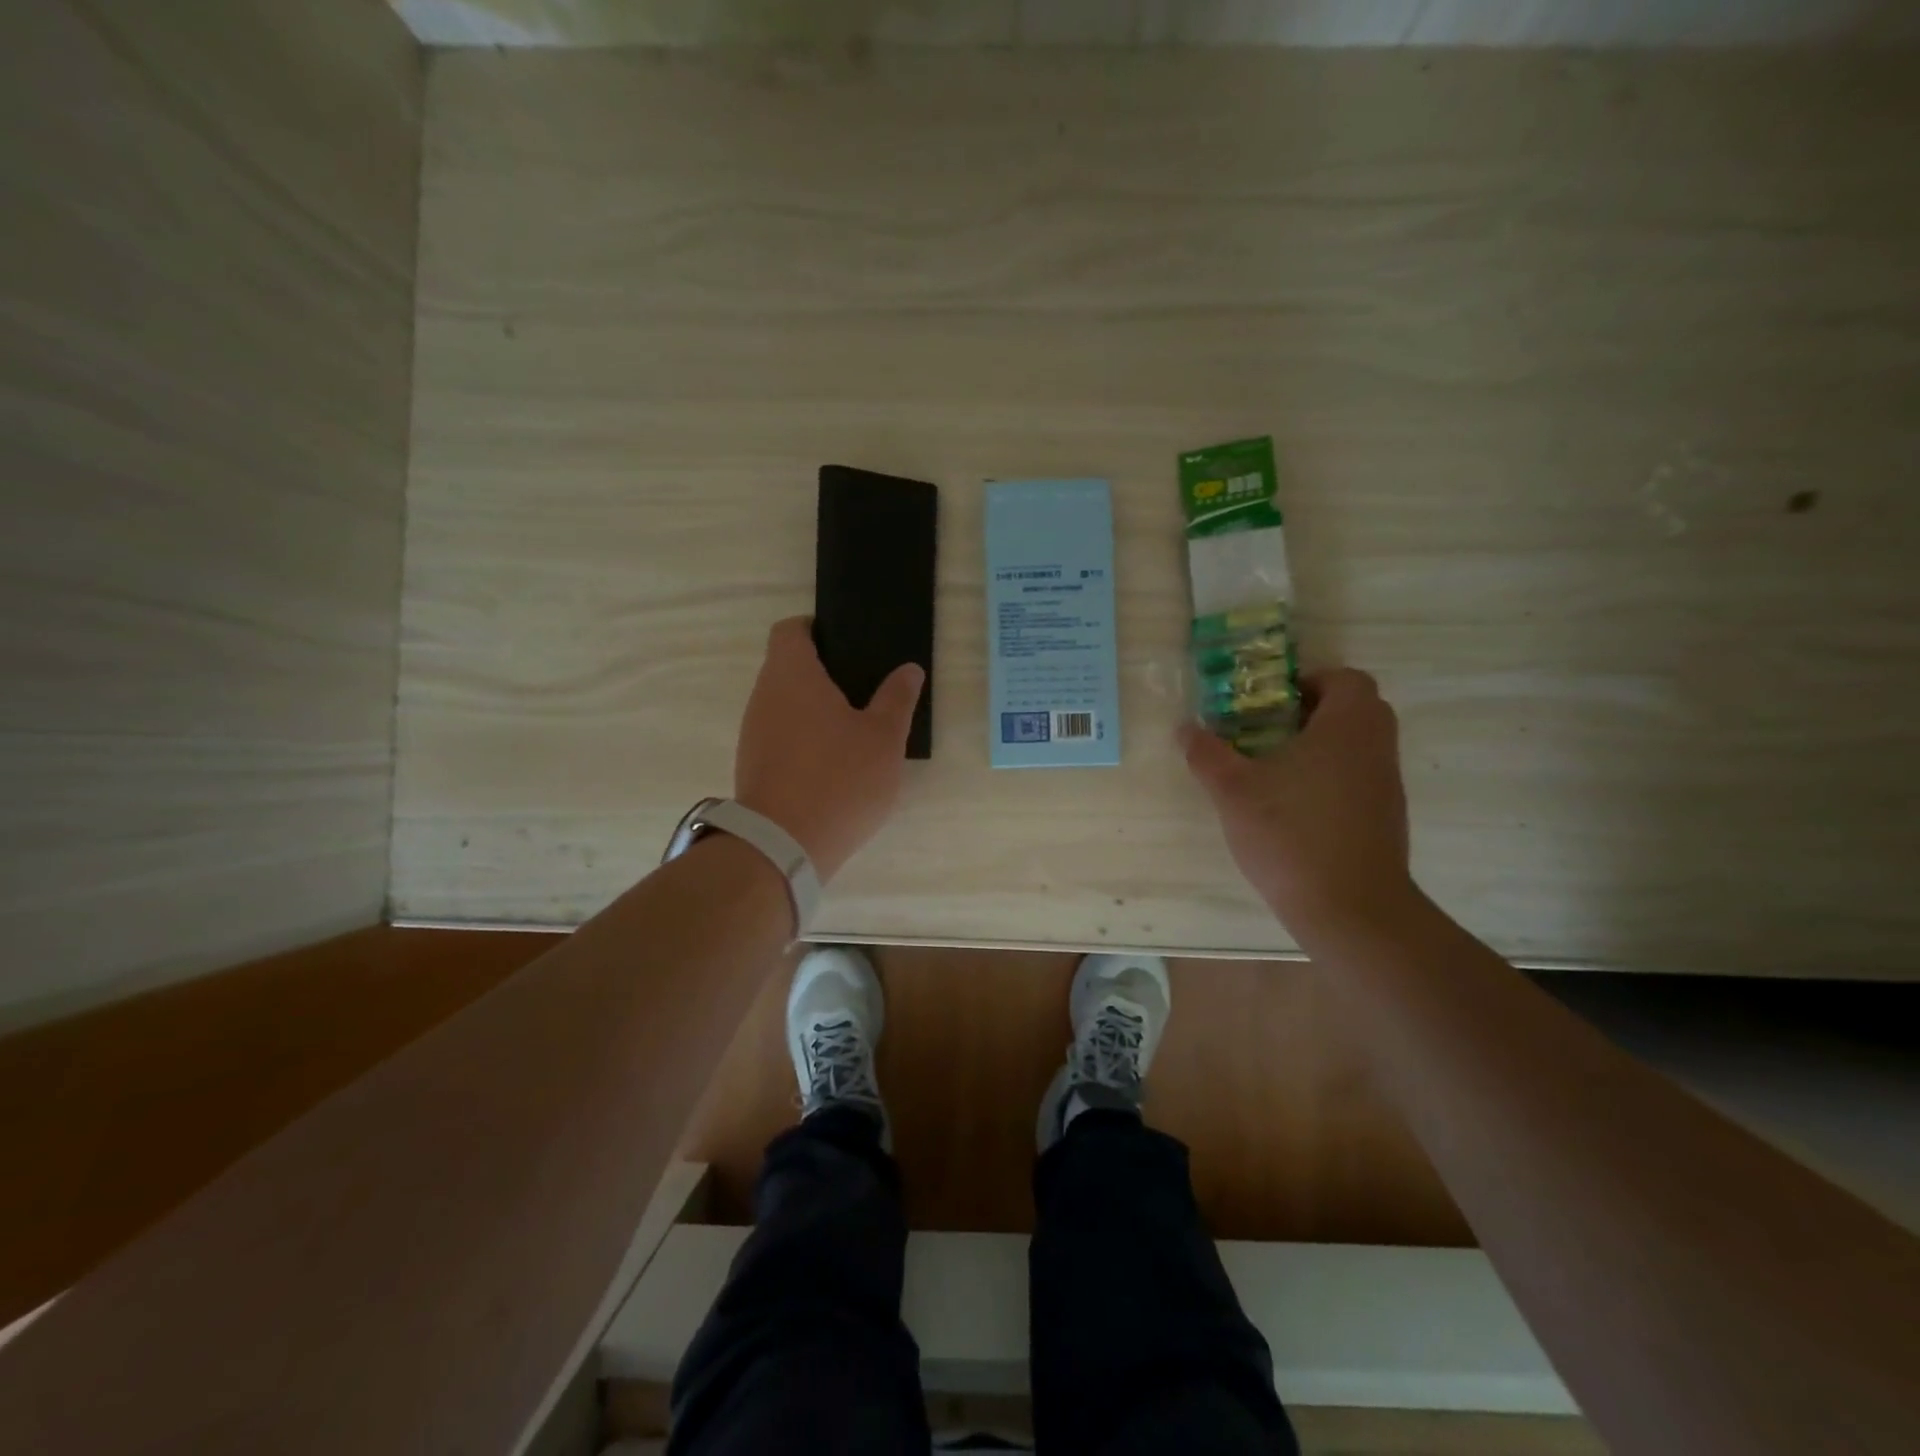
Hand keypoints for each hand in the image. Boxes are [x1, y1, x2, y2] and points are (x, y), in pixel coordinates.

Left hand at [734, 617, 924, 881]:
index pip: (790, 629)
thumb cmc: (839, 779)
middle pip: (787, 666)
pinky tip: (832, 762)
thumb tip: (908, 669)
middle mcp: (764, 695)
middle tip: (865, 689)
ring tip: (853, 728)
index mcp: (792, 675)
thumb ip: (897, 698)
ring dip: (813, 708)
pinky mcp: (753, 764)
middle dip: (823, 672)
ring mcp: (753, 732)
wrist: (783, 846)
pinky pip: (779, 734)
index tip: (847, 645)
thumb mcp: (884, 738)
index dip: (816, 628)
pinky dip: (803, 737)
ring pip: (783, 703)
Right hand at [1180, 668, 1416, 936]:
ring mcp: (1386, 785)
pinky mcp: (1385, 818)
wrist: (1349, 908)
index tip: (1270, 701)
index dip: (1309, 680)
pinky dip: (1330, 778)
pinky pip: (1359, 778)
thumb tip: (1185, 728)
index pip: (1346, 679)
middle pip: (1355, 709)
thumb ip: (1207, 755)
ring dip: (1320, 746)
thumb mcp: (1233, 791)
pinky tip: (1292, 806)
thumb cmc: (1291, 833)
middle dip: (1311, 712)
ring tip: (1271, 768)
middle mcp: (1377, 747)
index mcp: (1348, 726)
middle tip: (1266, 728)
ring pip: (1357, 746)